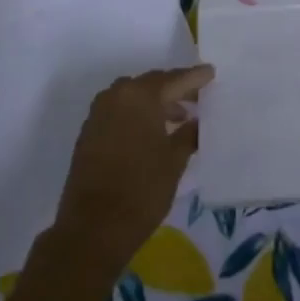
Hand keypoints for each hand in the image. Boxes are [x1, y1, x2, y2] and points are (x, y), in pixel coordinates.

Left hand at [48, 64, 212, 279]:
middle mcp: (117, 95)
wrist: (93, 227)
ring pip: (133, 97)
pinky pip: (119, 111)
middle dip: (174, 89)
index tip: (211, 73)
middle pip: (151, 84)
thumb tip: (197, 122)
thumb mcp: (174, 161)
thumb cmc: (142, 190)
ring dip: (155, 103)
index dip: (195, 77)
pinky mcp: (89, 131)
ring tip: (178, 117)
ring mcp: (99, 113)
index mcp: (140, 96)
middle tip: (197, 98)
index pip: (174, 80)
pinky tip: (152, 132)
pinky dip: (137, 114)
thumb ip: (188, 134)